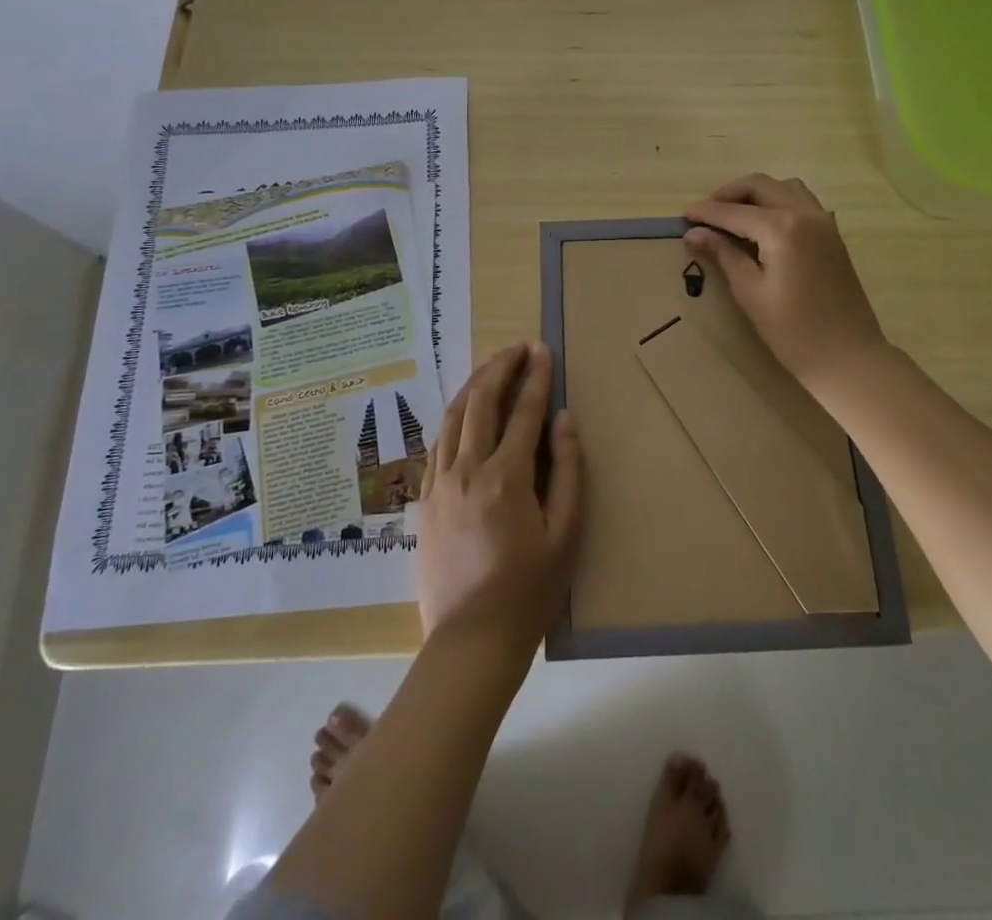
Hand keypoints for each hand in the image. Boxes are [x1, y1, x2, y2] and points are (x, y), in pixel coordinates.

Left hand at [417, 343, 583, 650]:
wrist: (470, 641)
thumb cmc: (528, 591)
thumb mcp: (565, 535)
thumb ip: (567, 471)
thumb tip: (562, 420)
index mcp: (506, 477)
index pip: (523, 412)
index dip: (535, 377)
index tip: (542, 350)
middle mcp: (467, 470)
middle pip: (481, 402)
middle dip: (500, 368)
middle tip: (517, 348)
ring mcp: (440, 483)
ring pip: (453, 417)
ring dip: (474, 386)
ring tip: (491, 368)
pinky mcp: (425, 500)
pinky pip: (439, 444)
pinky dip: (454, 418)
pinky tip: (464, 413)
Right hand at [684, 174, 889, 392]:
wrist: (848, 357)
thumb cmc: (793, 331)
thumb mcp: (750, 292)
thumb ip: (724, 254)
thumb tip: (694, 233)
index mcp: (782, 228)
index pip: (734, 211)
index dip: (706, 212)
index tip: (683, 214)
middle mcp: (805, 213)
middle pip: (760, 186)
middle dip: (729, 194)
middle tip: (705, 214)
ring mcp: (823, 222)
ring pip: (784, 188)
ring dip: (755, 194)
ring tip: (733, 216)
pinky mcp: (832, 234)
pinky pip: (801, 201)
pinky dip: (777, 202)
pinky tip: (763, 226)